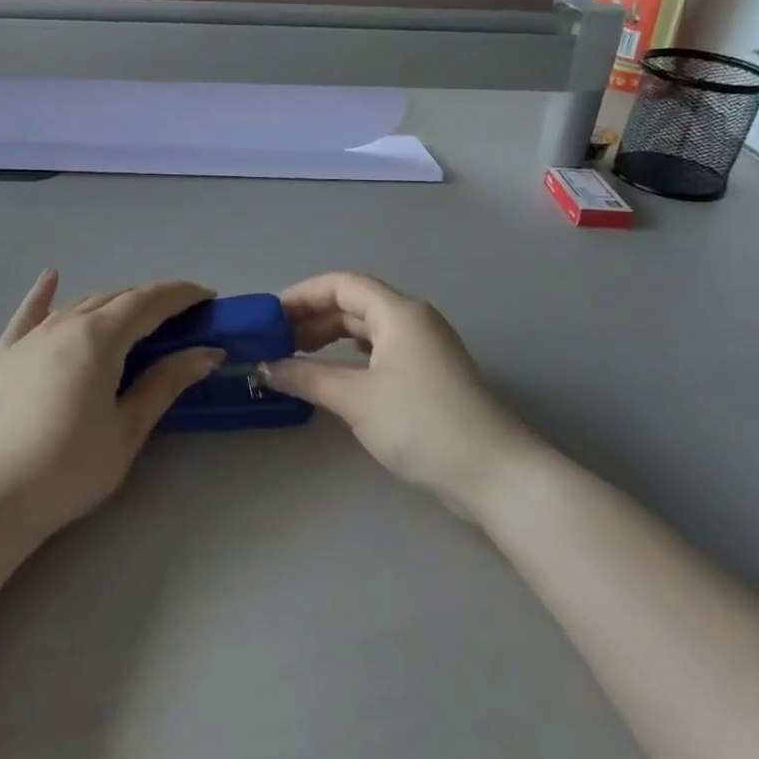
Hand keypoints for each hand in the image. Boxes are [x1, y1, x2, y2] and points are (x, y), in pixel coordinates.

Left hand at [0, 272, 224, 536]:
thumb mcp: (129, 428)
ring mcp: (31, 337)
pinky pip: (29, 314)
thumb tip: (207, 352)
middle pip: (116, 299)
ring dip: (112, 305)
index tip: (208, 298)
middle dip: (151, 303)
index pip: (149, 302)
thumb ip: (166, 382)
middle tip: (179, 321)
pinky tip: (51, 278)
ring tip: (134, 320)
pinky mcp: (6, 354)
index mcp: (100, 337)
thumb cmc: (72, 467)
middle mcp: (65, 323)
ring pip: (80, 305)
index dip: (181, 295)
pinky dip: (44, 294)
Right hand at [261, 272, 533, 516]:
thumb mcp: (355, 399)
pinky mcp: (430, 373)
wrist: (493, 473)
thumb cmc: (420, 424)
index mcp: (398, 312)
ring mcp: (425, 347)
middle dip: (312, 318)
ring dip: (330, 337)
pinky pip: (381, 349)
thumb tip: (265, 367)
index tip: (269, 317)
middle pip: (354, 303)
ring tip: (296, 355)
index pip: (341, 284)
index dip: (301, 295)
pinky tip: (334, 370)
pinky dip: (351, 354)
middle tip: (275, 342)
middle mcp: (413, 319)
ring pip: (367, 328)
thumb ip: (306, 377)